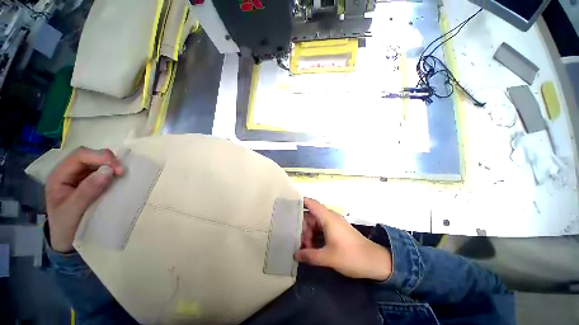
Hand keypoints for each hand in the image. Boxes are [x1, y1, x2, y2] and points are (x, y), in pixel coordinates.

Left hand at [46, 147, 122, 252]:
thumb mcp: (73, 211)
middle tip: (123, 173)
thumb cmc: (65, 227)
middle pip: (91, 156)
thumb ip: (87, 191)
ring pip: (99, 162)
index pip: (80, 155)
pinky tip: (120, 179)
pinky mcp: (92, 183)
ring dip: (113, 166)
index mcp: (60, 175)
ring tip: (123, 176)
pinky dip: (114, 173)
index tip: (118, 170)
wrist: (67, 240)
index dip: (100, 157)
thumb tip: (108, 171)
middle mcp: (70, 172)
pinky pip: (105, 172)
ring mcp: (82, 177)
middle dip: (109, 160)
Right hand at [295, 198, 392, 280]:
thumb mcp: (328, 257)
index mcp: (328, 218)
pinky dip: (316, 235)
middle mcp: (330, 217)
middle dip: (303, 227)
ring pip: (316, 223)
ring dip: (309, 233)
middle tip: (300, 242)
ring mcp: (334, 223)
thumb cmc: (351, 256)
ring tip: (307, 248)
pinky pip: (322, 228)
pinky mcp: (337, 229)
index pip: (311, 203)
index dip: (300, 202)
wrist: (375, 261)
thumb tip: (295, 255)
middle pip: (311, 215)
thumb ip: (310, 255)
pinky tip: (313, 247)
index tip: (289, 205)